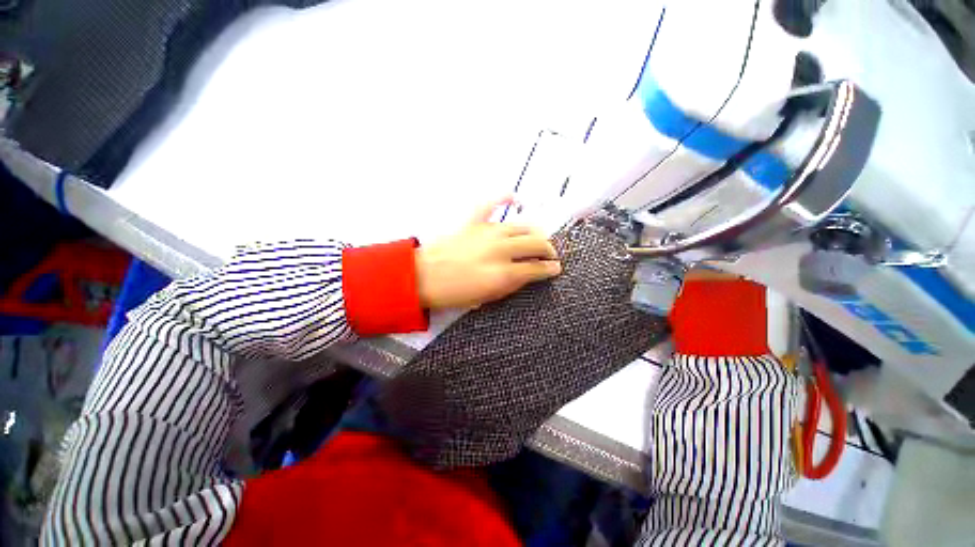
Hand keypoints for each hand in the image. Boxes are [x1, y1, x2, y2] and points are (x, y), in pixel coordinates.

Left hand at [416, 198, 561, 309]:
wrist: (422, 276)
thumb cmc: (454, 293)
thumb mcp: (487, 297)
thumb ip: (511, 284)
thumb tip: (527, 274)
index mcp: (504, 273)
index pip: (537, 268)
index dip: (550, 269)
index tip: (556, 268)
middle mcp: (501, 249)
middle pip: (535, 243)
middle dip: (548, 249)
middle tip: (550, 254)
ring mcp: (487, 232)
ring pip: (521, 226)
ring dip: (534, 232)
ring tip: (538, 237)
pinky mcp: (473, 221)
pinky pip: (491, 204)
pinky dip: (503, 198)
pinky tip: (514, 197)